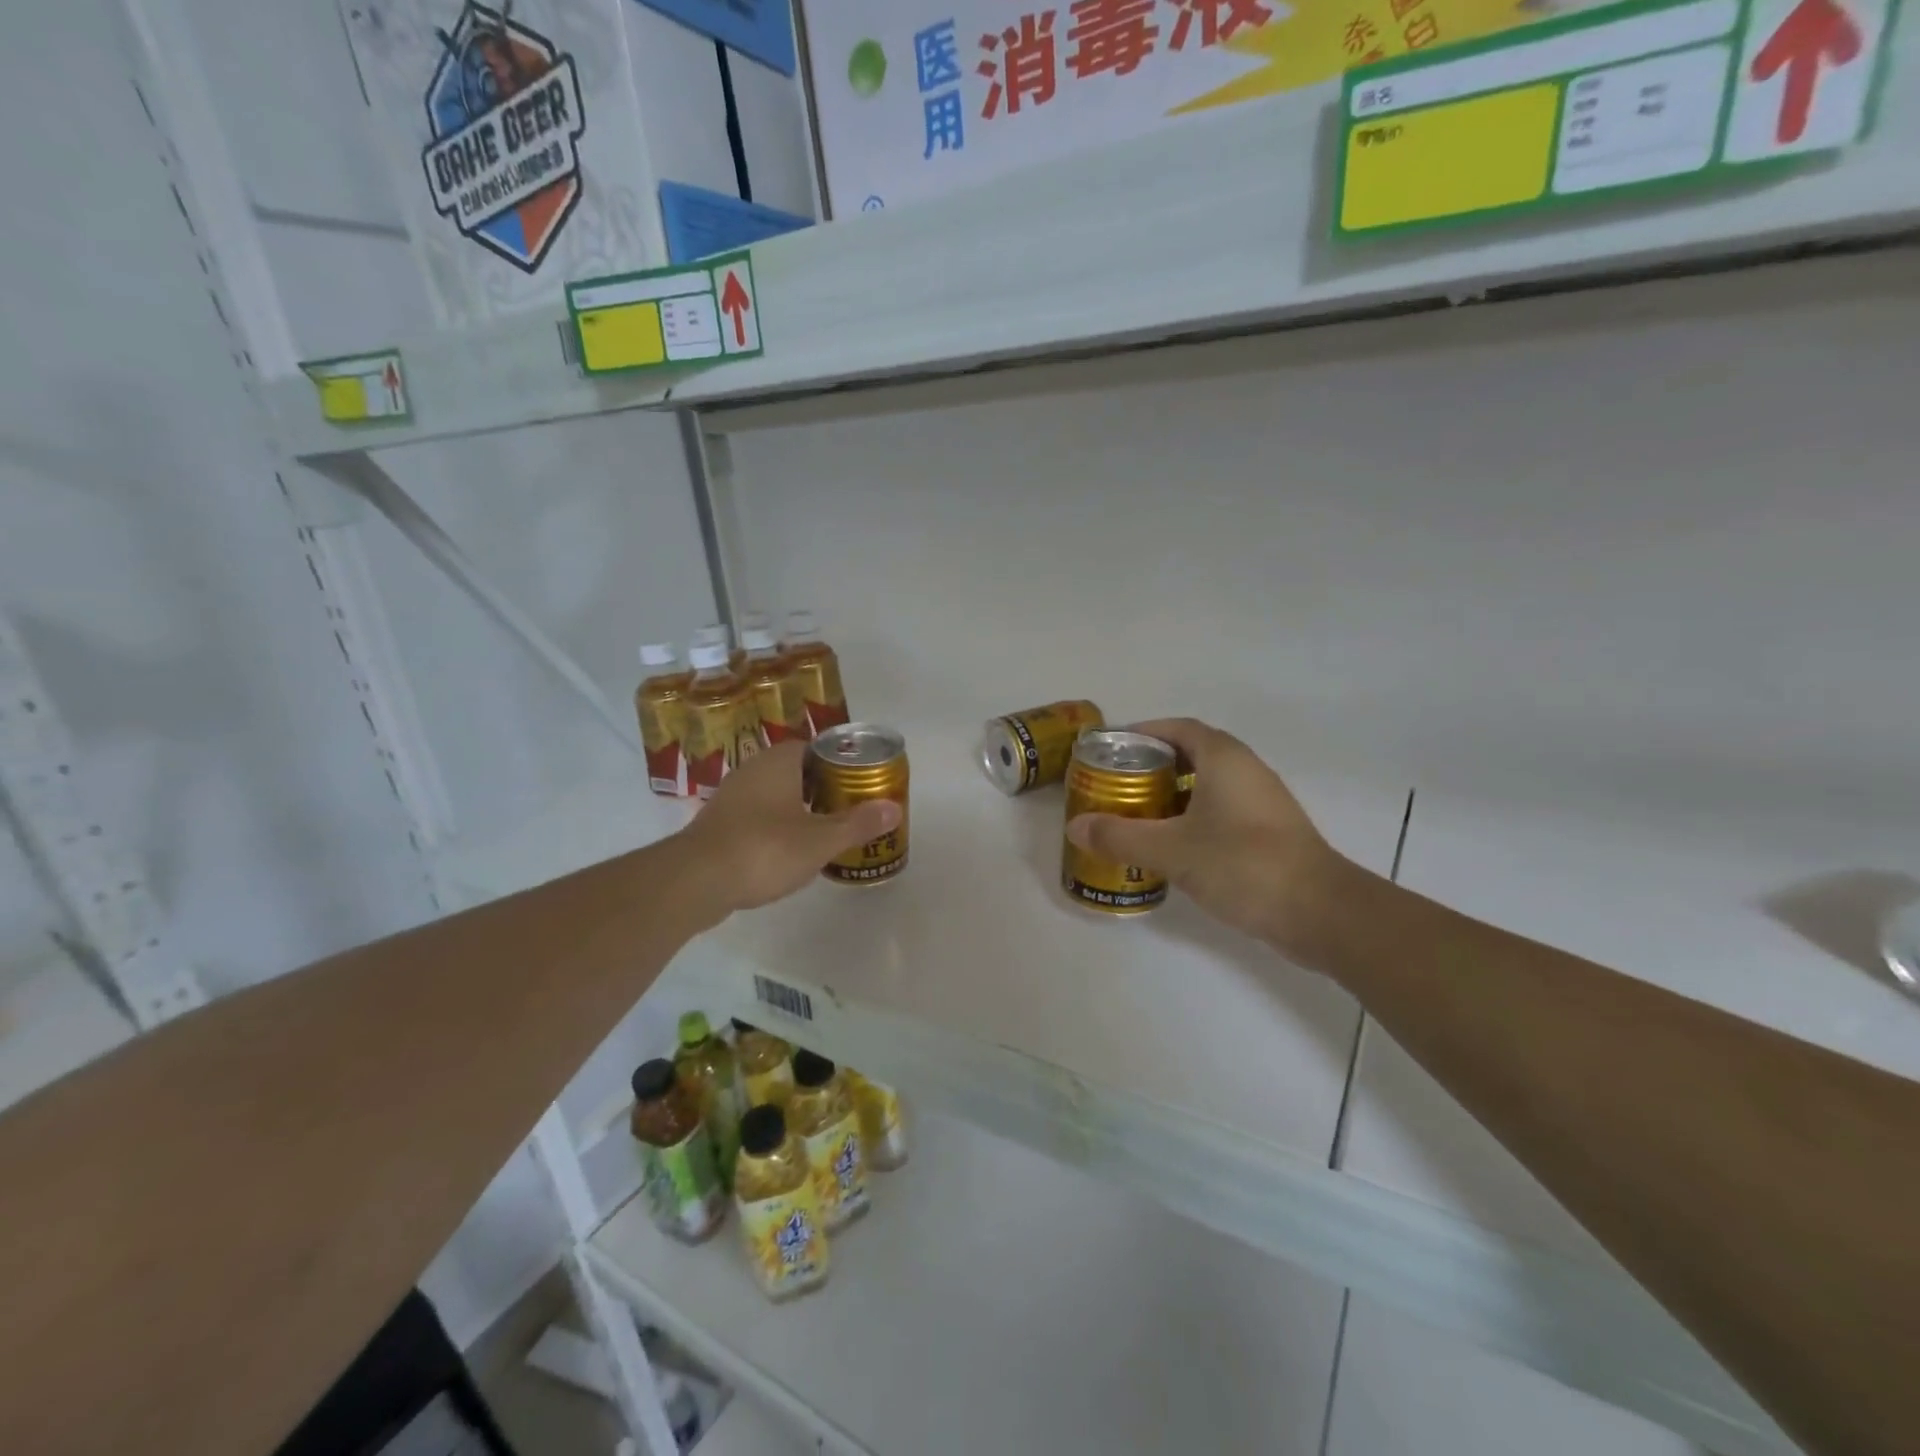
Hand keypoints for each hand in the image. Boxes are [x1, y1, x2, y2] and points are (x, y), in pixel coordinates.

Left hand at [674, 741, 902, 916]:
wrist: (695, 881)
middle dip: (821, 787)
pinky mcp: (718, 825)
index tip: (858, 783)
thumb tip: (894, 808)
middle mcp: (752, 770)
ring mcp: (731, 797)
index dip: (839, 763)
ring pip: (774, 794)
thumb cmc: (764, 850)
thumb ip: (858, 824)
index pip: (814, 747)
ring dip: (797, 808)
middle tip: (848, 808)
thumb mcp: (820, 840)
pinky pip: (756, 817)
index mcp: (778, 762)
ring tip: (824, 830)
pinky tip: (788, 851)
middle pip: (796, 771)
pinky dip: (775, 828)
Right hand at [1065, 718, 1361, 954]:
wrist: (1320, 912)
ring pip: (1206, 786)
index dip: (1143, 733)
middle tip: (1115, 786)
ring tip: (1134, 816)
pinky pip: (1220, 811)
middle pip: (1190, 755)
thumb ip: (1120, 837)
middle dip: (1151, 767)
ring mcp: (1261, 802)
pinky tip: (1170, 846)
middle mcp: (1245, 770)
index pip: (1177, 728)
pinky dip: (1191, 818)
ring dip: (1171, 795)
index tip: (1111, 750)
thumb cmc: (1243, 865)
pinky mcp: (1268, 832)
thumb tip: (1075, 828)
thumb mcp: (1172, 850)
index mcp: (1223, 758)